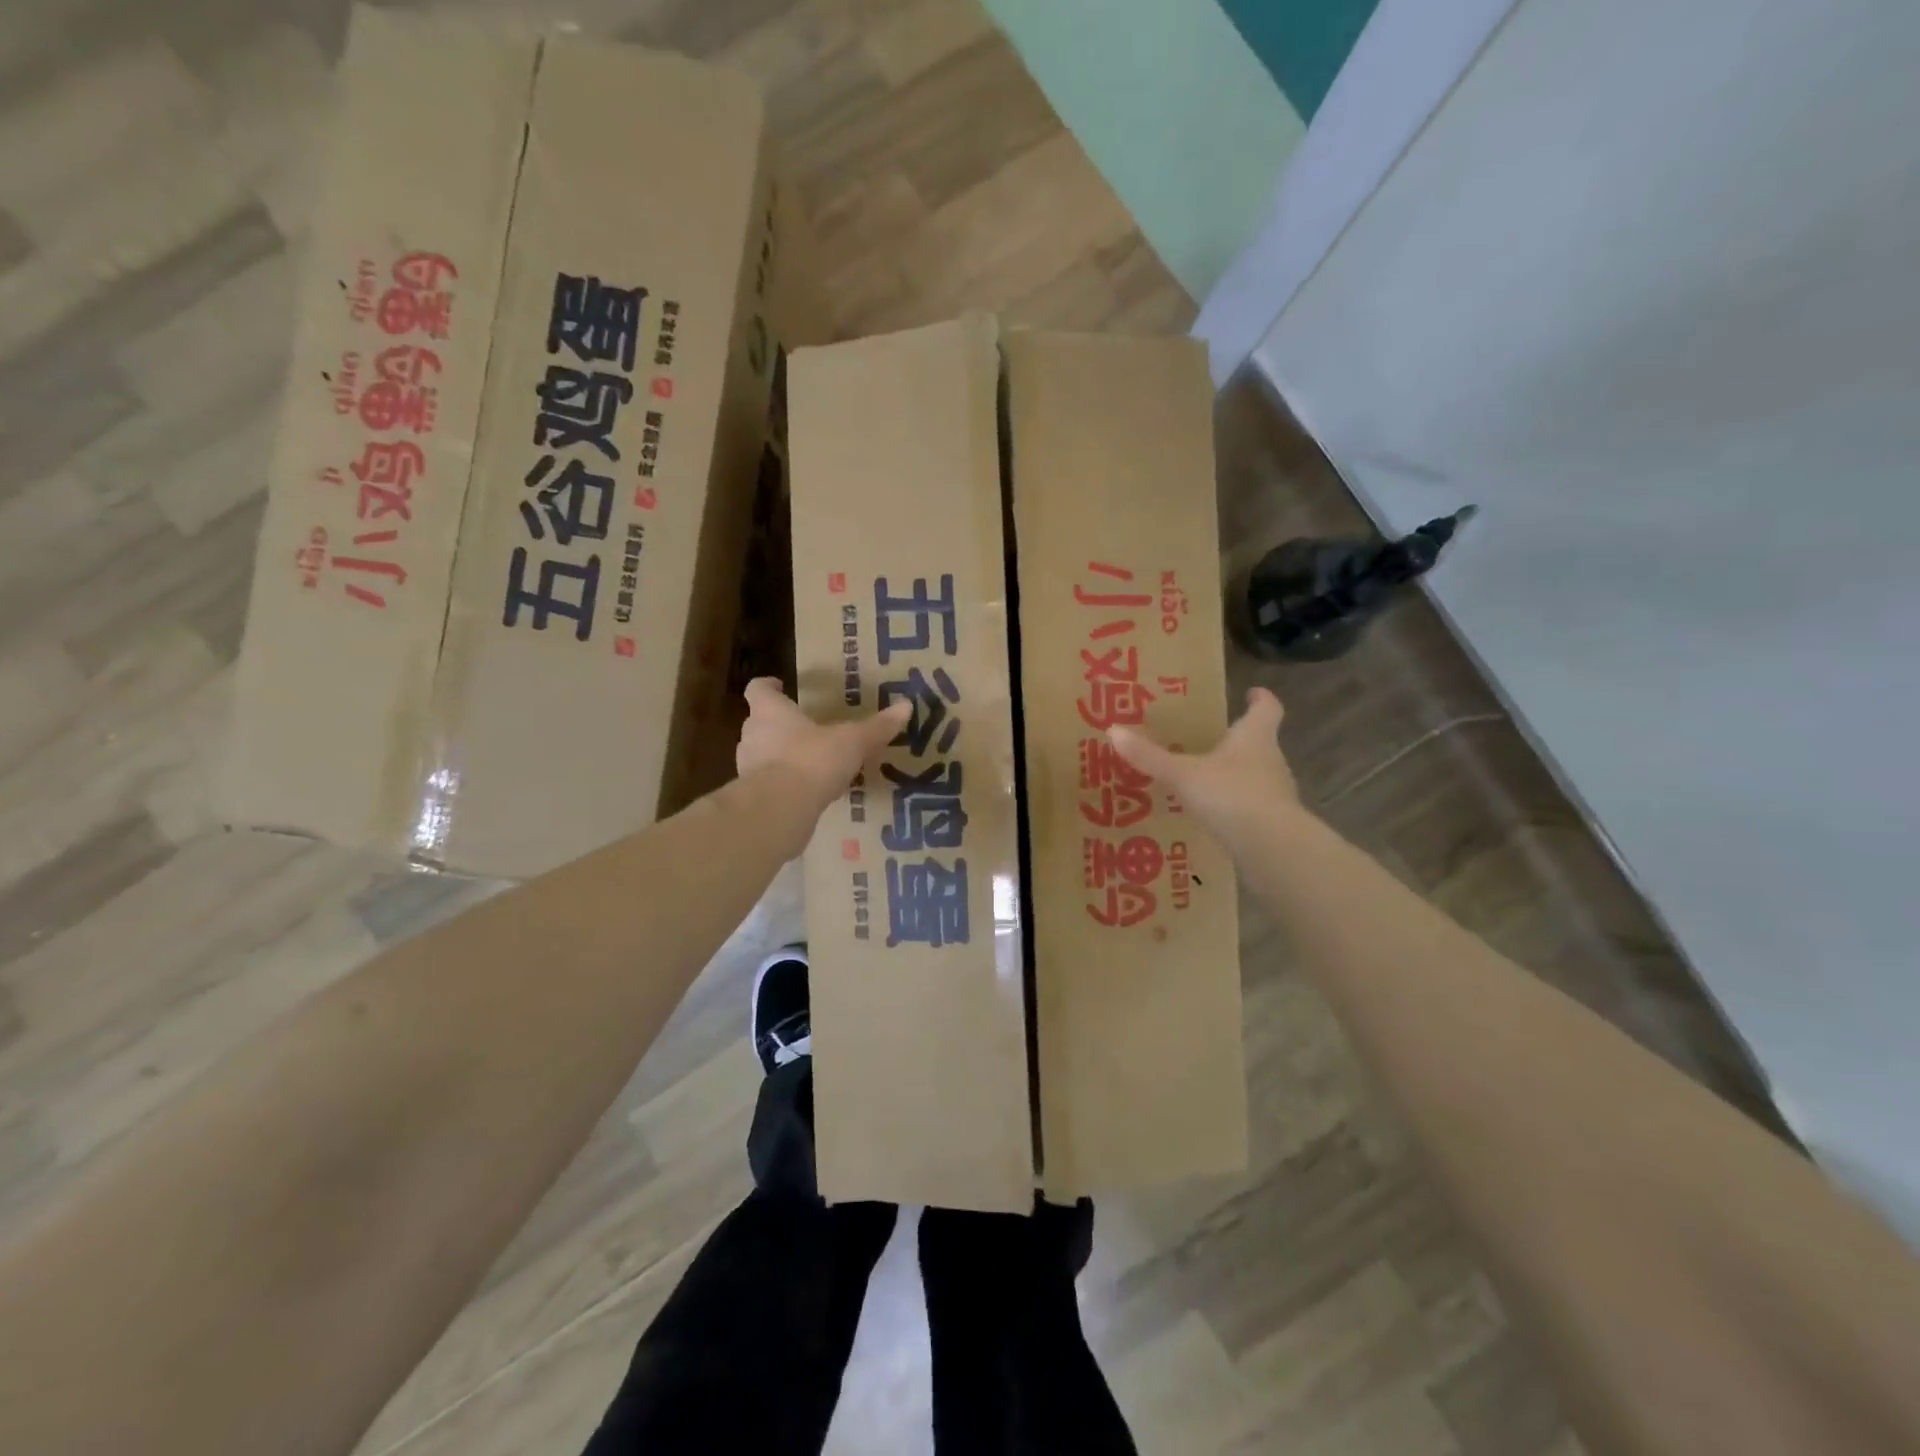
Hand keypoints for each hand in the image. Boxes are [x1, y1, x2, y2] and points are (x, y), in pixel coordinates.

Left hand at [737, 677, 910, 812]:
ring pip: (761, 755)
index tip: (780, 686)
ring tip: (808, 763)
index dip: (768, 686)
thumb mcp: (851, 742)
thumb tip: (906, 706)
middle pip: (759, 722)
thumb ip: (876, 727)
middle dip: (779, 725)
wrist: (779, 810)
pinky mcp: (753, 798)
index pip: (758, 690)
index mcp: (771, 712)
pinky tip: (806, 793)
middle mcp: (752, 735)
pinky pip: (768, 785)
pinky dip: (783, 786)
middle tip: (804, 728)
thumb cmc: (811, 760)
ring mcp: (747, 769)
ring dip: (780, 757)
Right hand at [1109, 687, 1298, 847]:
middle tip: (1211, 738)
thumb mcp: (1182, 774)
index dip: (1260, 699)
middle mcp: (1271, 760)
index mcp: (1255, 737)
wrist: (1271, 847)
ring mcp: (1275, 794)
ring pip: (1256, 776)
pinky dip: (1234, 807)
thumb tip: (1113, 730)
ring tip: (1205, 779)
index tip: (1252, 692)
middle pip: (1260, 742)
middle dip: (1238, 740)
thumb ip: (1150, 756)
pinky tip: (1212, 816)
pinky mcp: (1273, 824)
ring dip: (1235, 775)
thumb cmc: (1230, 794)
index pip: (1267, 709)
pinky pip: (1251, 807)